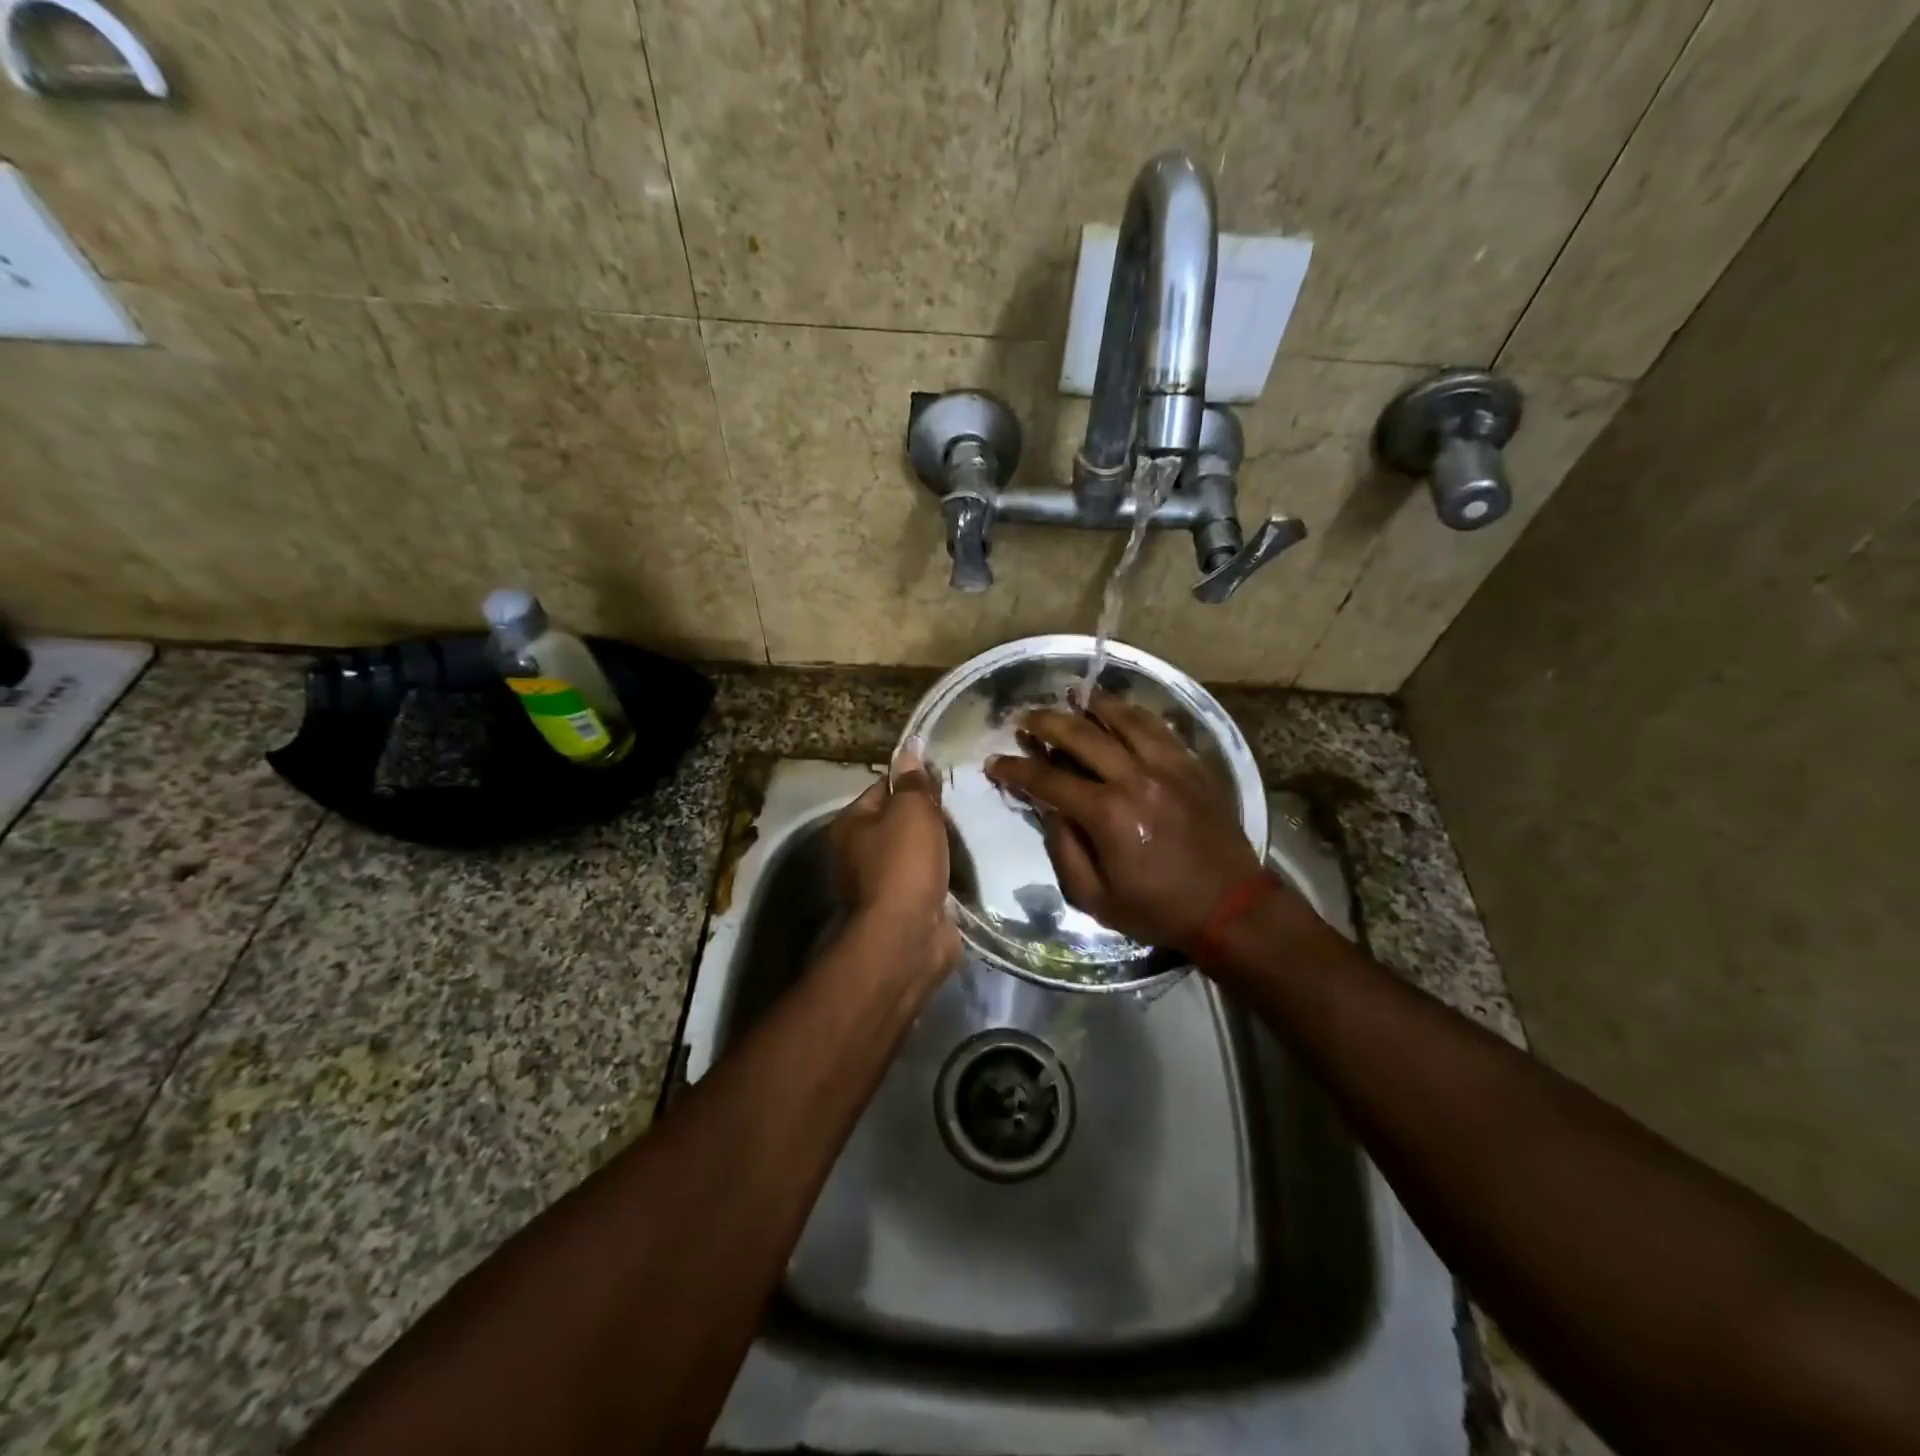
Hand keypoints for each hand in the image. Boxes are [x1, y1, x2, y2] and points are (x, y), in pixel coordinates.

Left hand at [829, 742, 961, 979]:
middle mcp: (856, 853)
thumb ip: (912, 782)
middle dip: (927, 817)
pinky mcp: (902, 909)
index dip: (912, 782)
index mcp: (850, 825)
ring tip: (969, 836)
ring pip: (914, 854)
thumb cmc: (904, 863)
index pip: (882, 788)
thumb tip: (908, 750)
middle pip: (898, 823)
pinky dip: (942, 877)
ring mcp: (879, 884)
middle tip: (960, 809)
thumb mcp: (911, 810)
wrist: (907, 936)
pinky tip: (964, 869)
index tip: (943, 781)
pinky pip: (925, 881)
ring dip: (937, 849)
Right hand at [984, 693, 1278, 951]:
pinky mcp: (1192, 765)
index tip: (994, 762)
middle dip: (1046, 722)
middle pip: (1082, 735)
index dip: (1016, 769)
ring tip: (1072, 695)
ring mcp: (1168, 766)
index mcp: (1107, 814)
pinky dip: (1134, 714)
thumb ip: (1064, 850)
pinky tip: (1120, 711)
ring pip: (1124, 718)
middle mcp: (1135, 778)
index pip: (1048, 780)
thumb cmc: (1157, 908)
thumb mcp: (1095, 897)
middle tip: (1026, 718)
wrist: (1231, 907)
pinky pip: (1159, 727)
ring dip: (1093, 704)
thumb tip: (1050, 810)